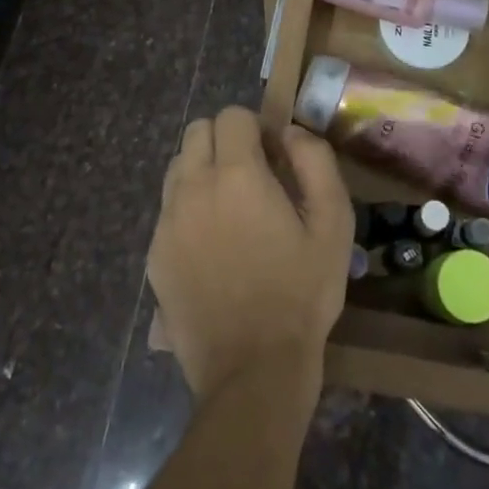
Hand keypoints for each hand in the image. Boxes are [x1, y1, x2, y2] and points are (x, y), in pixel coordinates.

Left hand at [149, 106, 353, 402]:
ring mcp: (167, 222)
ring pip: (178, 166)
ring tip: (230, 209)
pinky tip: (213, 246)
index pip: (232, 116)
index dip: (256, 128)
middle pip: (197, 131)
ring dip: (203, 170)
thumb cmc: (301, 294)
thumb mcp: (333, 224)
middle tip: (252, 177)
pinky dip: (188, 208)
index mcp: (236, 175)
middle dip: (225, 141)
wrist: (251, 372)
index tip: (274, 158)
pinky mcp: (154, 254)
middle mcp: (193, 188)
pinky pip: (168, 208)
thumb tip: (290, 133)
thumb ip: (315, 162)